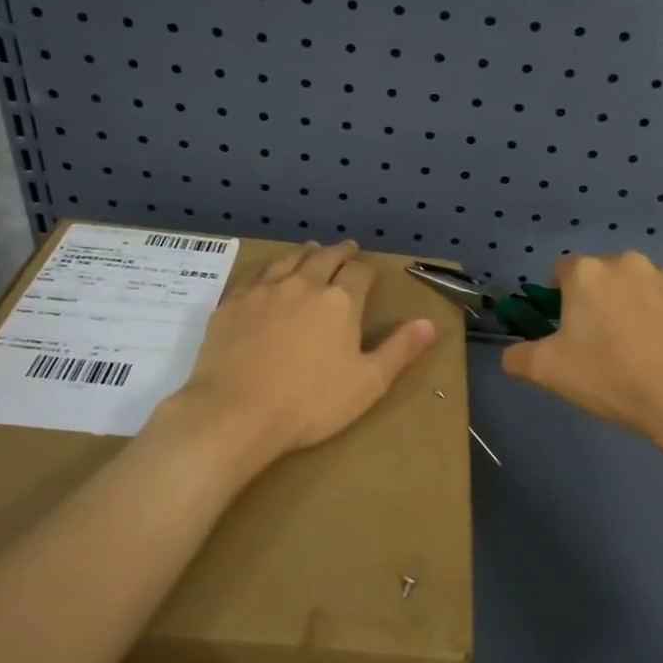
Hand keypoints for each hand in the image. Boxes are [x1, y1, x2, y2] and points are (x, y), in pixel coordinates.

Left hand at [167, 241, 436, 471]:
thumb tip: (429, 323)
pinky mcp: (232, 303)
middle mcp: (303, 284)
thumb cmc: (310, 403)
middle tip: (345, 249)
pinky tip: (269, 271)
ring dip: (305, 252)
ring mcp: (263, 290)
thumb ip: (399, 349)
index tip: (368, 270)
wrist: (236, 413)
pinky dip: (270, 265)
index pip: (359, 272)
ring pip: (289, 259)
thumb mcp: (368, 383)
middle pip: (324, 257)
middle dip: (339, 252)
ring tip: (311, 250)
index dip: (366, 268)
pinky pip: (256, 272)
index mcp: (340, 301)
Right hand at [501, 251, 662, 441]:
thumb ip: (517, 356)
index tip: (569, 328)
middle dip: (602, 300)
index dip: (561, 296)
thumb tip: (512, 354)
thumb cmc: (610, 377)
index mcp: (587, 273)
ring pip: (644, 287)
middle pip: (605, 275)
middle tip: (604, 342)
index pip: (562, 270)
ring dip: (639, 307)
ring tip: (644, 350)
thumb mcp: (546, 372)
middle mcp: (629, 263)